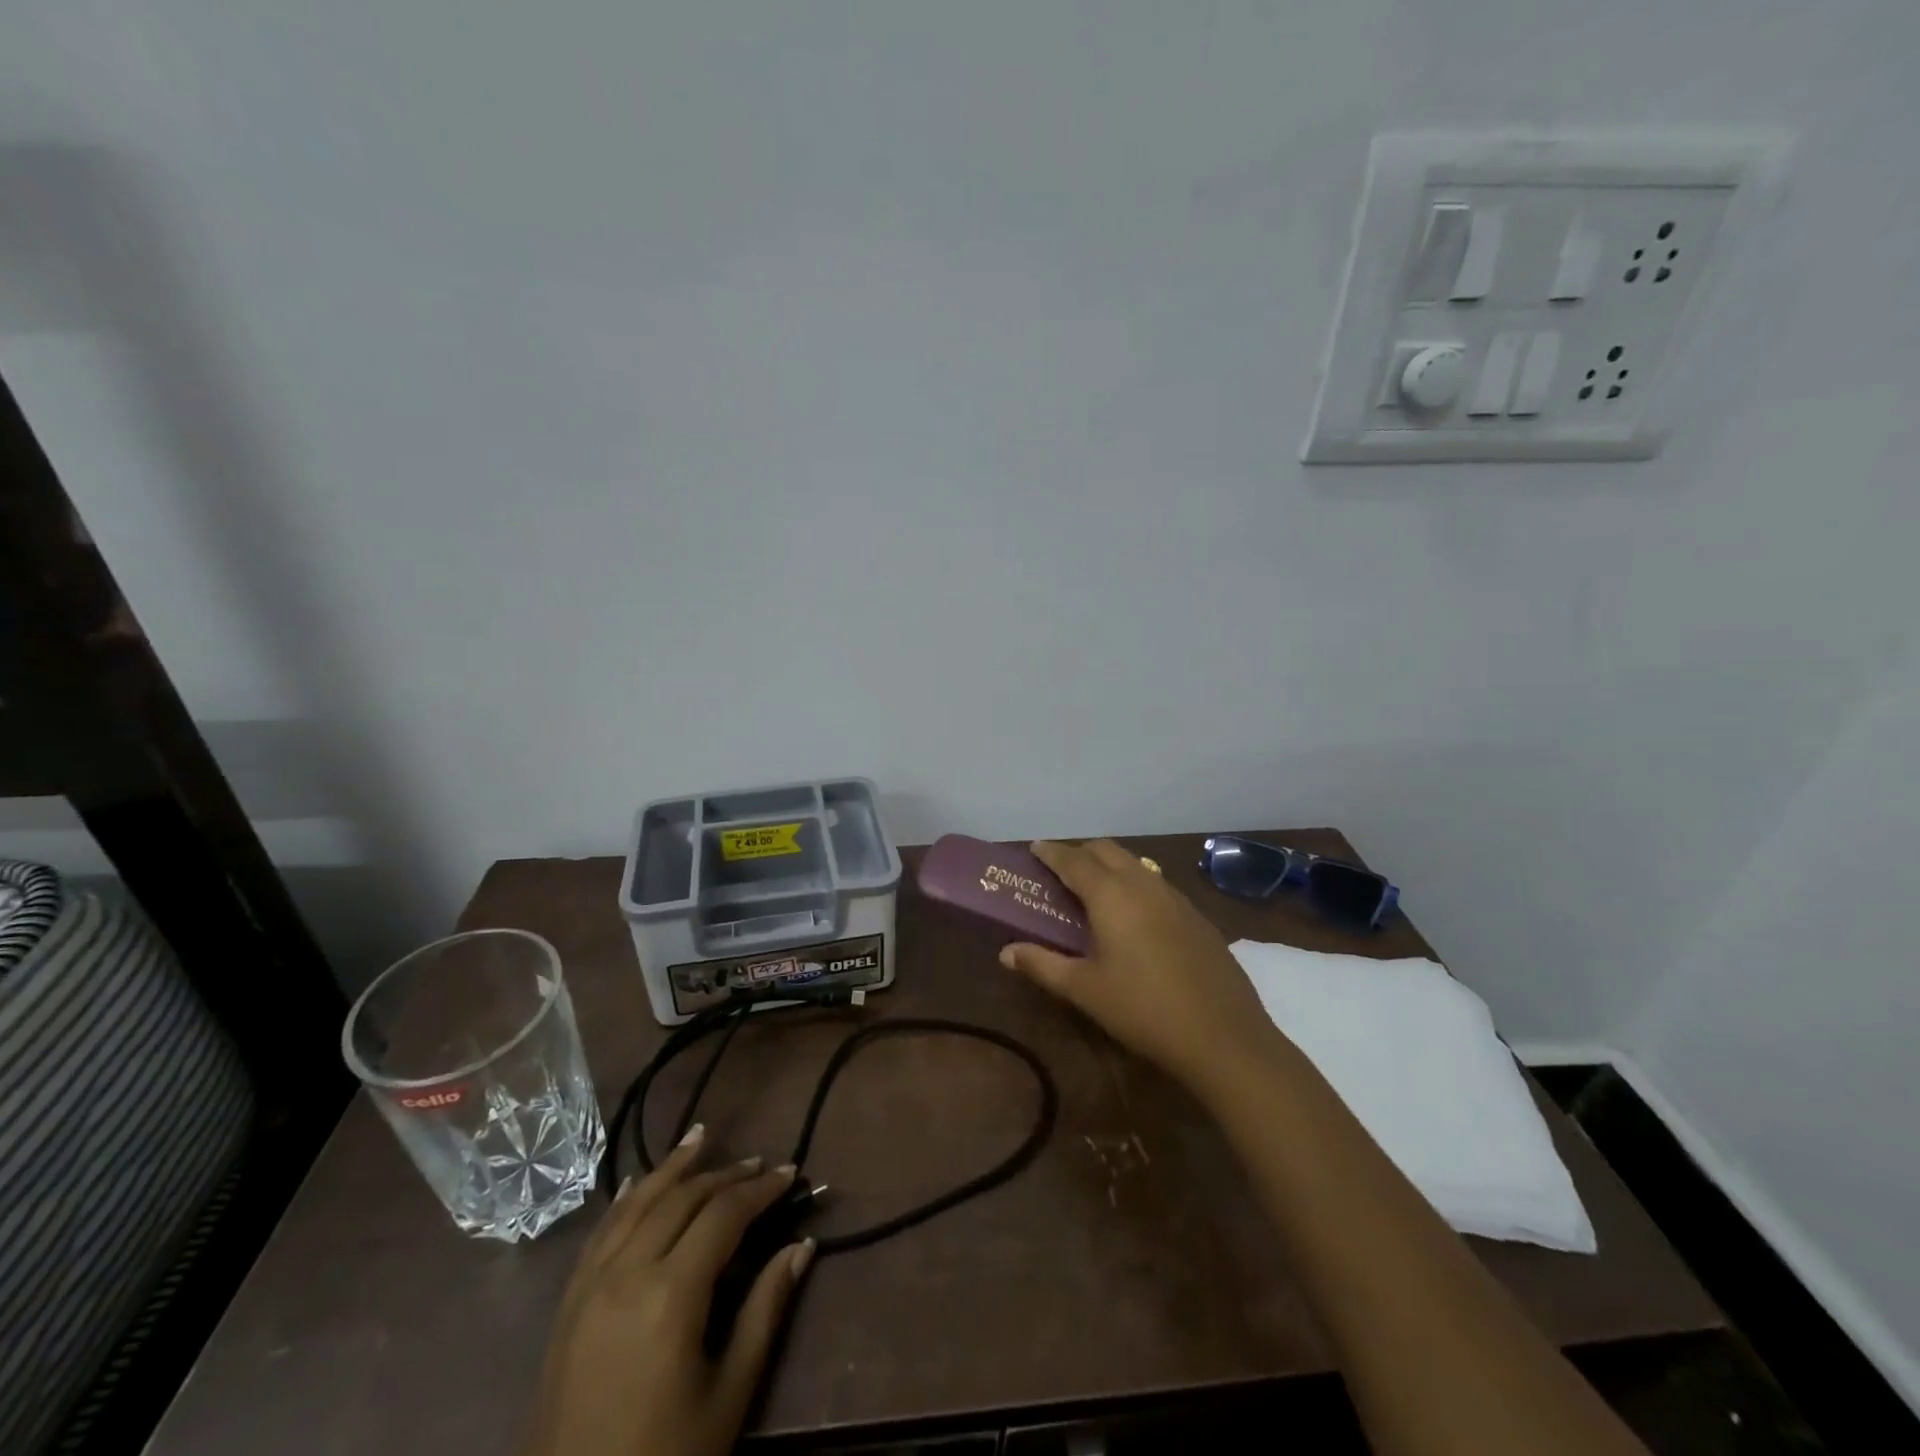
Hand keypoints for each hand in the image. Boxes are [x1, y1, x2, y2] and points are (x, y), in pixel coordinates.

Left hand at [520, 1126, 814, 1455]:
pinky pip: (600, 1233)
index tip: (790, 1174)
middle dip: (724, 1175)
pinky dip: (626, 1199)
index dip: (760, 1189)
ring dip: (673, 1168)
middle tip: (759, 1164)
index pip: (724, 1215)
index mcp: (671, 1294)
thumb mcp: (729, 1395)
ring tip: (702, 1137)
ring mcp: (590, 1286)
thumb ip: (765, 1310)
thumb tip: (803, 1246)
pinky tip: (637, 1182)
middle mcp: (627, 1273)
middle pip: (682, 1199)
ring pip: (637, 1203)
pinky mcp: (567, 1305)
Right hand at [999, 839, 1279, 1091]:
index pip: (1073, 859)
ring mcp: (1175, 897)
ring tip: (1094, 890)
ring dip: (1110, 866)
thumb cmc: (1143, 1009)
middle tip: (1060, 871)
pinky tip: (1134, 916)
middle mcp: (1143, 883)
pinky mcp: (1196, 916)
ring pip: (1135, 863)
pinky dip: (1135, 884)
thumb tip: (1006, 952)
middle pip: (1106, 851)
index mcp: (1111, 895)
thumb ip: (1042, 964)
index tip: (1034, 848)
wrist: (1223, 1035)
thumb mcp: (1085, 990)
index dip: (1050, 852)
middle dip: (1080, 852)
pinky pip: (1156, 884)